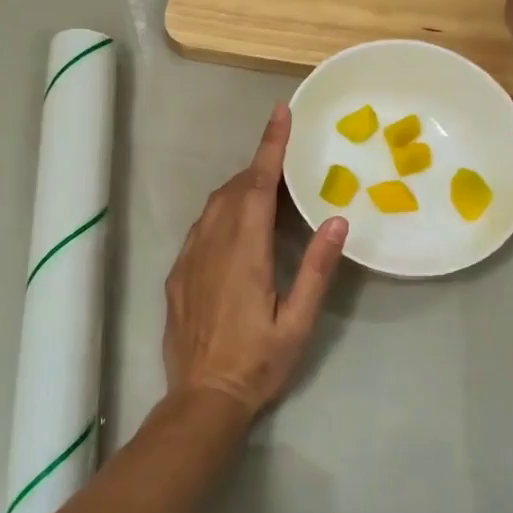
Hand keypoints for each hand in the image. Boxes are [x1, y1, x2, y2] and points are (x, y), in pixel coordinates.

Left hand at [163, 103, 347, 420]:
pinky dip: (220, 212)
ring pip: (213, 206)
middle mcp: (212, 245)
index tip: (281, 114)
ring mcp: (189, 258)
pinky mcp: (177, 273)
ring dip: (238, 188)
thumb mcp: (299, 322)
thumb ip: (317, 270)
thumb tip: (335, 220)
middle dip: (258, 166)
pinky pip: (200, 227)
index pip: (257, 186)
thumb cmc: (258, 363)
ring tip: (264, 189)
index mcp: (245, 253)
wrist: (202, 398)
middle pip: (233, 189)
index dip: (270, 147)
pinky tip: (234, 226)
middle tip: (284, 159)